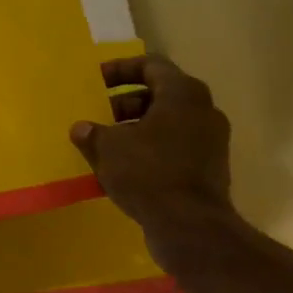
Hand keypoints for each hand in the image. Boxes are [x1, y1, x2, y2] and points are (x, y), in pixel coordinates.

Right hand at [70, 54, 240, 273]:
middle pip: (160, 94)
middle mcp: (203, 110)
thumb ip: (92, 133)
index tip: (97, 80)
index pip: (151, 65)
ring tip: (107, 143)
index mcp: (183, 93)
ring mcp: (210, 141)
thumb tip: (81, 129)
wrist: (190, 227)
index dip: (121, 69)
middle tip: (99, 115)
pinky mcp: (210, 168)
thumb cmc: (148, 173)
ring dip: (137, 128)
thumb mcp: (109, 149)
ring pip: (168, 123)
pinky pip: (175, 147)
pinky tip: (124, 168)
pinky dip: (151, 149)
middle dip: (126, 103)